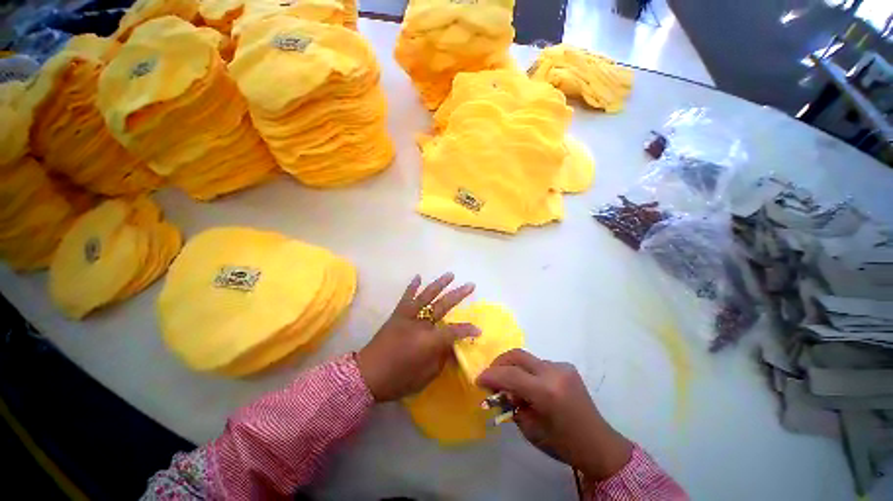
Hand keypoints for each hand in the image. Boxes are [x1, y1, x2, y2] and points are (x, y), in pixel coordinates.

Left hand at [357, 273, 478, 401]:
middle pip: (443, 305)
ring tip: (451, 274)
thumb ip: (441, 358)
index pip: (454, 331)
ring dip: (439, 284)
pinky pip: (406, 297)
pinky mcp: (397, 315)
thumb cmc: (398, 379)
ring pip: (426, 296)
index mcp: (429, 340)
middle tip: (470, 285)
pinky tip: (418, 276)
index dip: (467, 330)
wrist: (367, 375)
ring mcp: (408, 316)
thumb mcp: (426, 376)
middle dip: (458, 295)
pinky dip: (412, 286)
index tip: (478, 330)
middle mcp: (420, 323)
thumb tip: (451, 346)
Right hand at [476, 349, 632, 479]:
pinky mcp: (567, 367)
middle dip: (499, 363)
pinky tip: (529, 385)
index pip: (510, 375)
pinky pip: (539, 363)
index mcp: (547, 392)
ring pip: (527, 359)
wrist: (599, 444)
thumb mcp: (531, 430)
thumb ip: (512, 406)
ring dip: (513, 367)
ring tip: (509, 384)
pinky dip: (528, 371)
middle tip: (490, 376)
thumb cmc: (563, 444)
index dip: (490, 375)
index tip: (478, 380)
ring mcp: (562, 367)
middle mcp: (554, 373)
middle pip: (517, 355)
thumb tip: (500, 391)